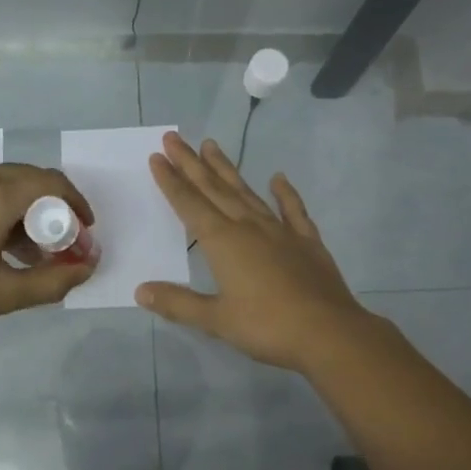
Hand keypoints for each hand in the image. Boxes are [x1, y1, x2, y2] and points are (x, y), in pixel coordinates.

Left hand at [0, 163, 96, 345]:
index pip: (52, 183)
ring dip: (28, 210)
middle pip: (31, 179)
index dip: (77, 206)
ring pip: (7, 184)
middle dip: (54, 210)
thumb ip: (52, 280)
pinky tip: (1, 245)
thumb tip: (87, 268)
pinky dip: (3, 209)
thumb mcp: (2, 294)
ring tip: (33, 253)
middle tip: (62, 246)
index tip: (85, 234)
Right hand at [136, 132, 371, 372]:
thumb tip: (141, 290)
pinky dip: (285, 193)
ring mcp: (281, 231)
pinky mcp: (307, 241)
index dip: (171, 181)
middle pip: (214, 189)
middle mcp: (249, 227)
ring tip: (212, 145)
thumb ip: (178, 303)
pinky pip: (293, 210)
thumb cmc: (267, 326)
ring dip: (227, 169)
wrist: (329, 332)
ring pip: (247, 192)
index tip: (158, 156)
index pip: (190, 205)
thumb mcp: (216, 320)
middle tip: (175, 137)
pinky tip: (278, 178)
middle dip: (192, 164)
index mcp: (223, 242)